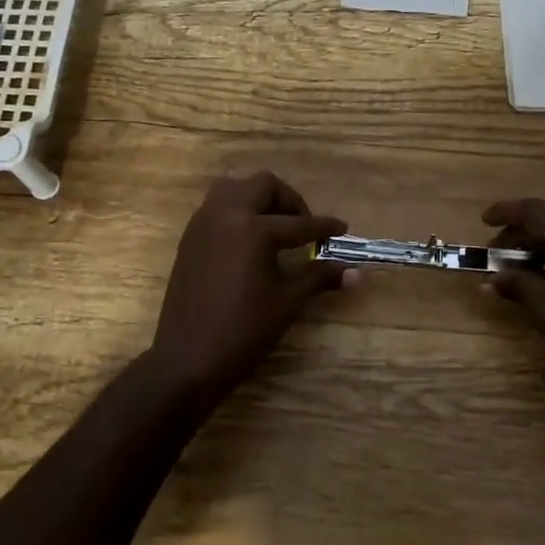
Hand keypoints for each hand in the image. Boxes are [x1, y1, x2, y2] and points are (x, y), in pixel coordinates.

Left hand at [150, 171, 347, 401]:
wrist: (187, 359)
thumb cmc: (243, 331)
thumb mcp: (287, 302)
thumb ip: (319, 277)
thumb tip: (357, 273)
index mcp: (253, 229)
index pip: (298, 223)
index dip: (324, 228)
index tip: (342, 229)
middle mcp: (225, 215)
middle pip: (262, 185)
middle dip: (288, 200)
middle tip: (303, 225)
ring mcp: (203, 224)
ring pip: (234, 189)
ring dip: (258, 199)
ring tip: (275, 227)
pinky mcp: (189, 238)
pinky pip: (216, 207)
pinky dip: (237, 212)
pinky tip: (249, 241)